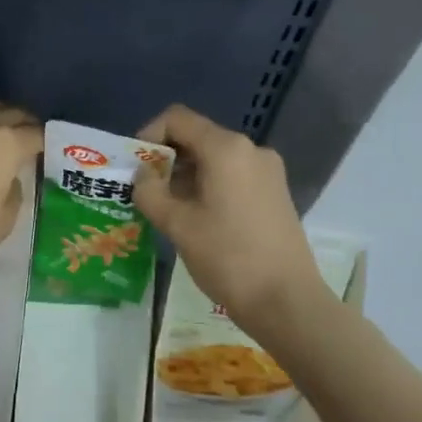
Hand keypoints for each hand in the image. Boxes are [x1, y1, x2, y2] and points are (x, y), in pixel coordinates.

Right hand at [132, 105, 319, 321]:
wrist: (287, 301)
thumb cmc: (228, 257)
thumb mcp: (177, 224)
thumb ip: (150, 192)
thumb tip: (143, 176)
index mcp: (226, 149)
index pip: (177, 119)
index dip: (149, 135)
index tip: (135, 167)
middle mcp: (251, 150)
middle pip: (197, 137)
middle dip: (166, 159)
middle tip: (145, 191)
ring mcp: (267, 171)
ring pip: (214, 159)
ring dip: (185, 175)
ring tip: (167, 209)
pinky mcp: (275, 193)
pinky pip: (232, 176)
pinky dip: (208, 186)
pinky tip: (197, 218)